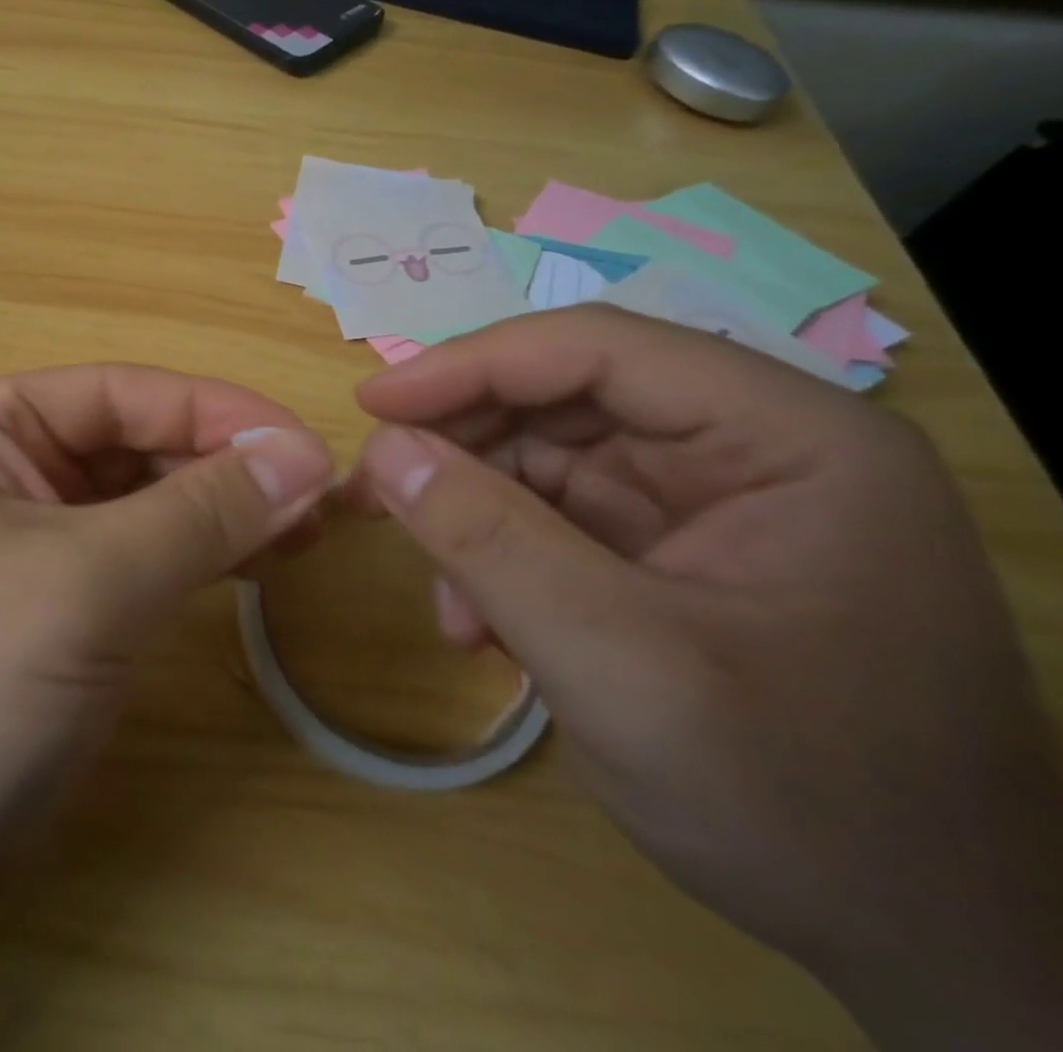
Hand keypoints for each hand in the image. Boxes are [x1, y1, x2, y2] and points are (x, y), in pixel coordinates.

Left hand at [0, 364, 332, 911]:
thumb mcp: (78, 587)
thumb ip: (196, 514)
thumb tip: (303, 453)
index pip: (123, 393)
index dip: (223, 413)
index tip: (314, 449)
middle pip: (133, 445)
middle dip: (226, 466)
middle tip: (323, 500)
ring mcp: (14, 544)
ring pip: (135, 505)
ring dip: (216, 512)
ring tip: (303, 531)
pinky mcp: (33, 613)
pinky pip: (125, 563)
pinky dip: (187, 560)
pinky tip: (246, 567)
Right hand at [348, 306, 1062, 1051]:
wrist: (928, 950)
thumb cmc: (804, 804)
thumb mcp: (623, 667)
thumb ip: (491, 543)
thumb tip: (381, 450)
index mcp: (790, 438)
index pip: (598, 351)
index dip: (470, 365)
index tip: (371, 407)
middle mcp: (751, 448)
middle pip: (564, 400)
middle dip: (462, 448)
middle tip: (372, 493)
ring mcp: (711, 501)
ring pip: (546, 460)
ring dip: (474, 516)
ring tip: (442, 594)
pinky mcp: (674, 551)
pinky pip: (556, 519)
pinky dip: (501, 559)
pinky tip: (481, 626)